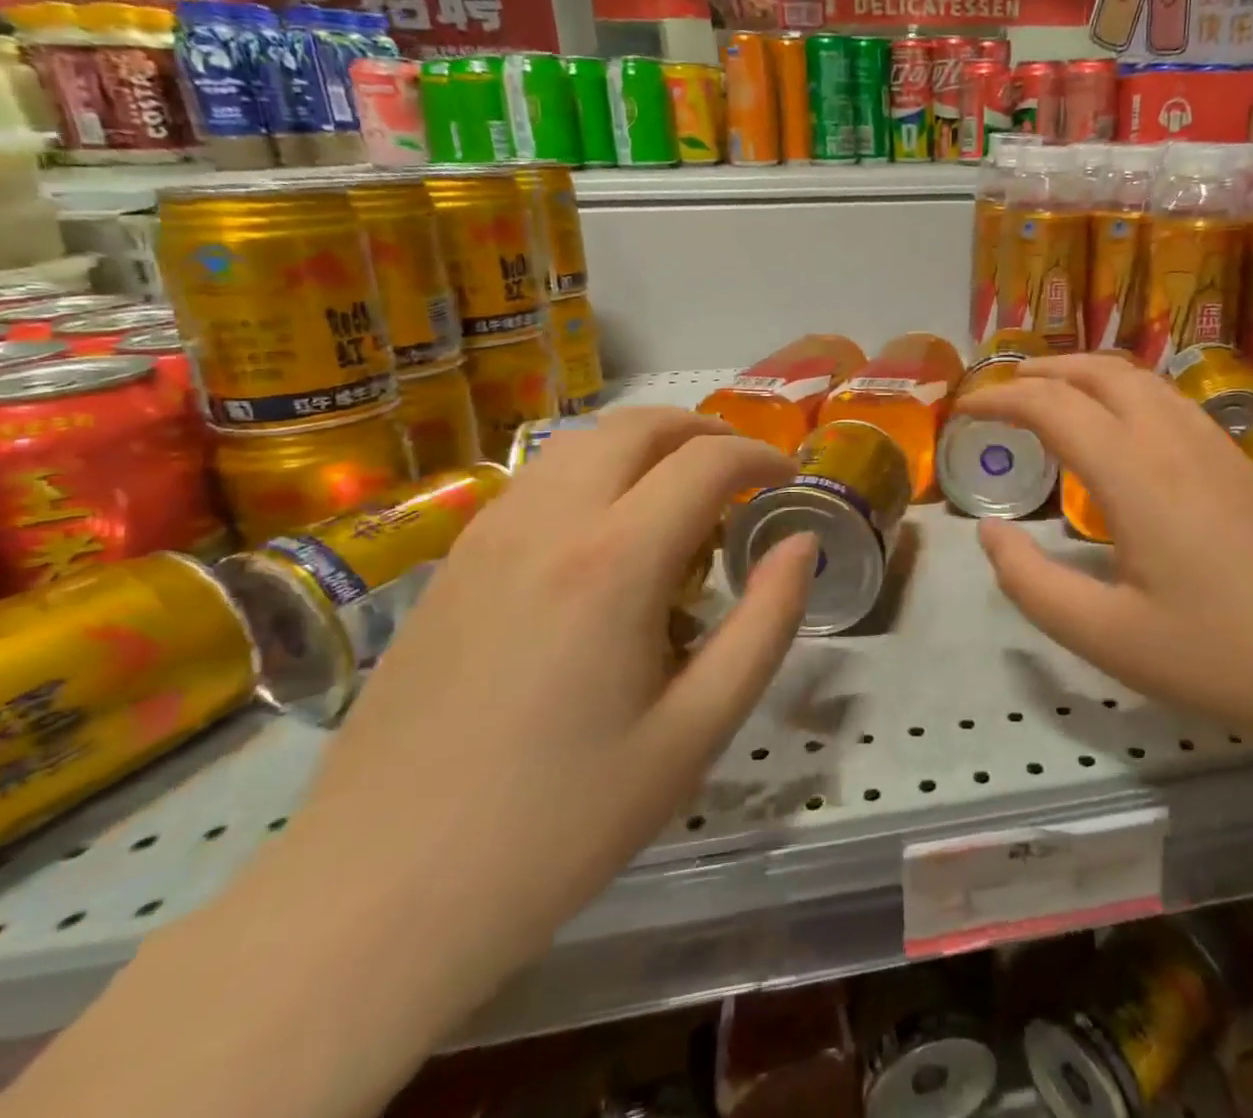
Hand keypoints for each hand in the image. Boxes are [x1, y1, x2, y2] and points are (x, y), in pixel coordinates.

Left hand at [278, 409, 815, 1001]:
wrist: (381, 896)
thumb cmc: (564, 820)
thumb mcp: (698, 729)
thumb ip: (766, 622)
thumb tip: (801, 544)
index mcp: (615, 561)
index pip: (706, 462)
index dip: (760, 457)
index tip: (788, 479)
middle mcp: (548, 523)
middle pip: (638, 426)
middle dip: (704, 430)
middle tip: (742, 470)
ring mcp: (487, 537)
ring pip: (581, 441)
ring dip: (645, 445)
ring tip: (681, 491)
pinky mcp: (451, 564)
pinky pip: (537, 479)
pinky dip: (593, 471)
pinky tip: (606, 531)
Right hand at [957, 356, 1252, 770]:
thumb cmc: (1223, 657)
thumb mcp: (1108, 638)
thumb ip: (1033, 585)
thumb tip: (988, 535)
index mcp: (1134, 474)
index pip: (1053, 406)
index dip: (1000, 399)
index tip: (965, 411)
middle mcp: (1174, 440)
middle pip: (1101, 371)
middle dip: (1044, 369)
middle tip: (1004, 390)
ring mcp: (1217, 446)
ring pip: (1143, 379)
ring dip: (1089, 373)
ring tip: (1055, 395)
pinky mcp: (1244, 463)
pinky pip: (1172, 402)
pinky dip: (1127, 393)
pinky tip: (1123, 430)